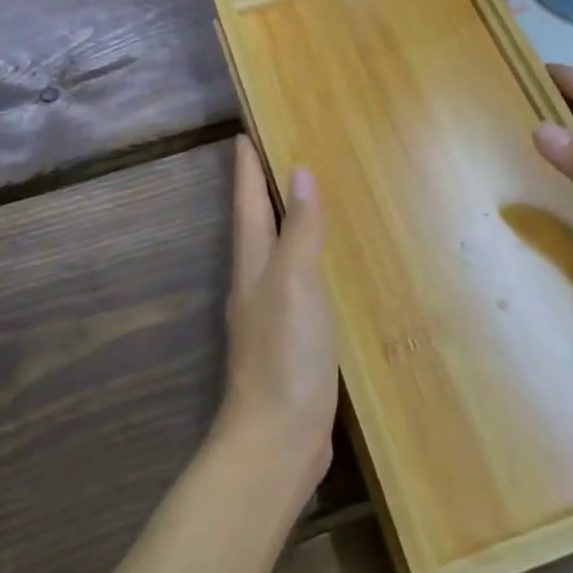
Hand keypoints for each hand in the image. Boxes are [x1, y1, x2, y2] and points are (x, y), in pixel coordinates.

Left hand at [219, 137, 338, 493]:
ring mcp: (271, 317)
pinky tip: (327, 269)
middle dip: (263, 189)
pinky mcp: (291, 344)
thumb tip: (298, 173)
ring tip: (307, 201)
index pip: (248, 203)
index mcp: (253, 266)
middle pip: (257, 225)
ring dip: (286, 225)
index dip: (246, 167)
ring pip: (277, 255)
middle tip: (282, 154)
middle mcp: (255, 285)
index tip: (245, 130)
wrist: (277, 442)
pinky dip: (308, 264)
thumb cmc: (285, 356)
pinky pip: (298, 287)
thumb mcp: (295, 285)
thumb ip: (299, 231)